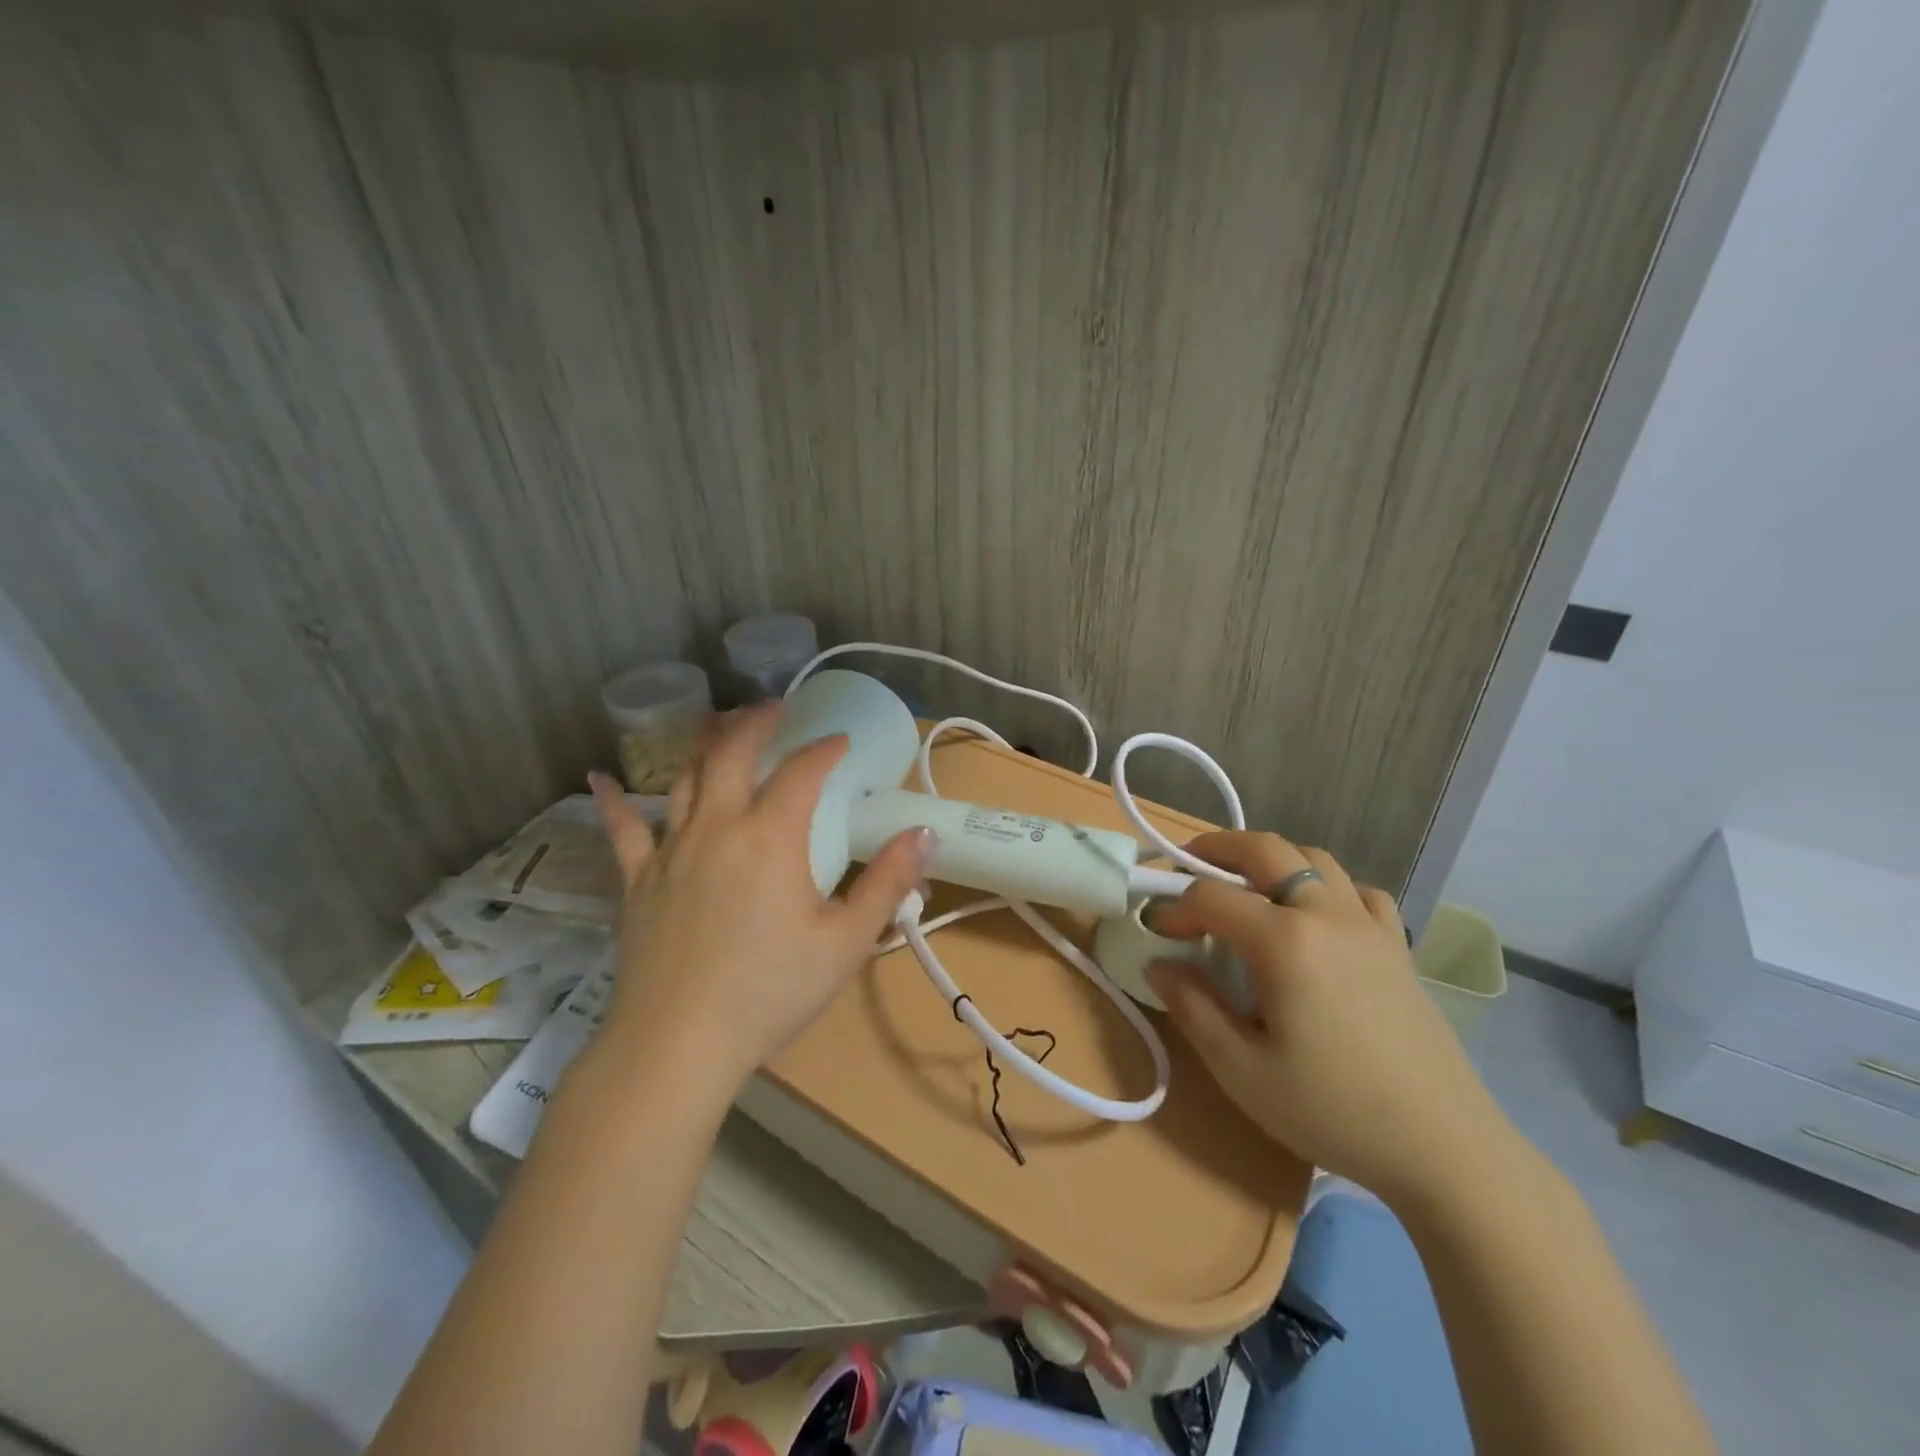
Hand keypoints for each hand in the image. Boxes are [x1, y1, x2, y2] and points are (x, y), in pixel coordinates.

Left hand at [582, 705, 931, 1095]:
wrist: (679, 1043)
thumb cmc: (771, 992)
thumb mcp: (846, 941)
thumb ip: (888, 883)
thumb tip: (925, 833)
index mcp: (771, 837)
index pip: (802, 772)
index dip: (824, 749)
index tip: (840, 741)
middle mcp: (718, 827)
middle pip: (732, 753)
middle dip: (756, 722)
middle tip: (776, 708)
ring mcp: (670, 850)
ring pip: (684, 778)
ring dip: (703, 744)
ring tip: (718, 726)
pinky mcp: (636, 880)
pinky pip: (621, 830)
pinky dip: (612, 800)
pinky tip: (598, 777)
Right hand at [1147, 832, 1514, 1206]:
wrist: (1444, 1149)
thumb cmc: (1332, 1110)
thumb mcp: (1241, 1070)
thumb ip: (1192, 1007)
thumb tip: (1159, 963)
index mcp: (1285, 941)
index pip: (1210, 897)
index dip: (1173, 907)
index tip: (1154, 931)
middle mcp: (1327, 914)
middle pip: (1264, 849)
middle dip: (1215, 848)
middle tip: (1184, 866)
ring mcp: (1369, 925)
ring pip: (1313, 857)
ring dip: (1270, 858)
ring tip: (1244, 885)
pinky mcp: (1397, 946)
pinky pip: (1359, 891)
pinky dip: (1327, 886)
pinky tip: (1317, 917)